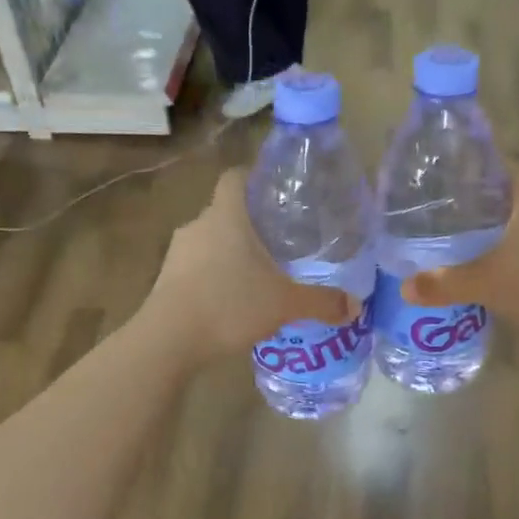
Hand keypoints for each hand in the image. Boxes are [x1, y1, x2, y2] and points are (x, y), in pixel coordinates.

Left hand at [144, 170, 354, 364]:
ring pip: (209, 241)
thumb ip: (321, 302)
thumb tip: (354, 307)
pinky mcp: (164, 279)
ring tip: (256, 275)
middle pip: (225, 211)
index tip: (275, 193)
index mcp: (226, 216)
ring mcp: (177, 253)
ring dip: (229, 253)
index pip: (235, 177)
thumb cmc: (229, 305)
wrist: (168, 341)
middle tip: (278, 242)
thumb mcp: (285, 304)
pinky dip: (212, 276)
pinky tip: (230, 301)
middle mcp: (198, 225)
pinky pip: (194, 267)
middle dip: (249, 224)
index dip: (254, 178)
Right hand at [402, 162, 518, 358]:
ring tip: (458, 239)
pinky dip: (507, 257)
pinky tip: (485, 272)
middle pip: (512, 197)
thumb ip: (443, 282)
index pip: (506, 168)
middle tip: (444, 209)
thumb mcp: (484, 283)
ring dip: (495, 232)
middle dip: (480, 201)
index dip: (480, 166)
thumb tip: (404, 286)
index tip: (450, 173)